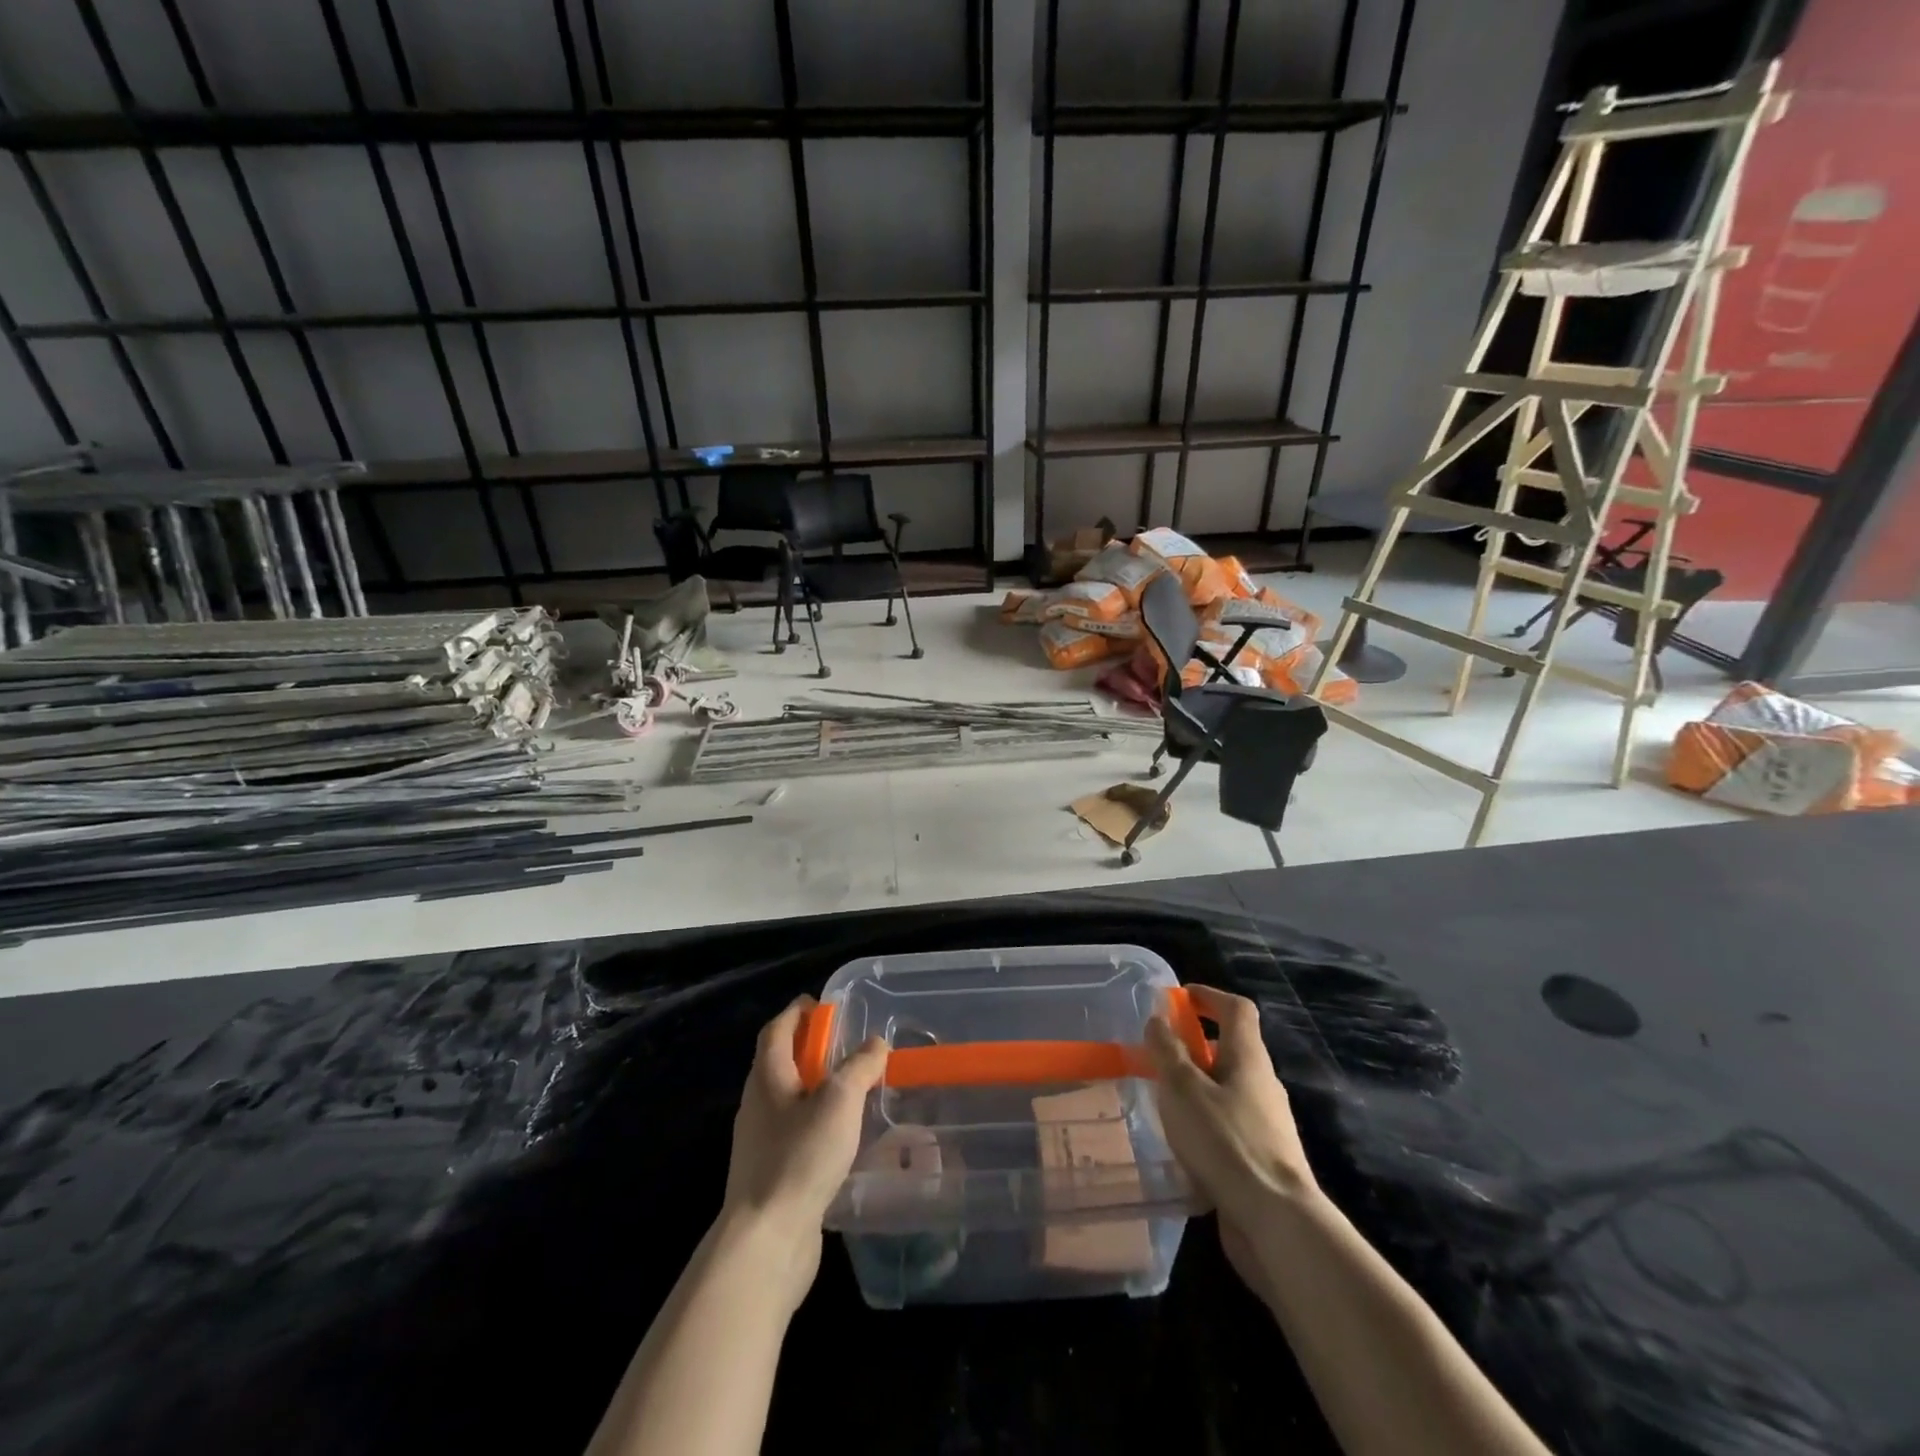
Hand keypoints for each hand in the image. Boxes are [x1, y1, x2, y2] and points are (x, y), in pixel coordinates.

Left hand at [719, 997, 886, 1307]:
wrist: (766, 1241)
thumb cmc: (800, 1157)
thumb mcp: (840, 1101)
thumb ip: (859, 1067)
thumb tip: (874, 1043)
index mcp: (767, 1078)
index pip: (776, 1030)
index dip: (797, 1012)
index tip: (823, 1005)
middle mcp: (757, 1105)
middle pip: (779, 1063)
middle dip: (809, 1049)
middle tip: (846, 1046)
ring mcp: (760, 1144)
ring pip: (788, 1101)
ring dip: (815, 1088)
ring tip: (852, 1090)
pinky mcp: (771, 1175)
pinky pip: (794, 1134)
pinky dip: (816, 1123)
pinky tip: (843, 1138)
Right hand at [1145, 985, 1319, 1296]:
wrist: (1275, 1223)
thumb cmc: (1225, 1142)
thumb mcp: (1182, 1088)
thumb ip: (1167, 1050)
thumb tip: (1158, 1018)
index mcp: (1248, 1058)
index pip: (1236, 1009)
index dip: (1208, 996)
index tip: (1177, 999)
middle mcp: (1263, 1084)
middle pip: (1230, 1049)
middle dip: (1193, 1046)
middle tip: (1156, 1056)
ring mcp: (1266, 1124)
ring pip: (1226, 1090)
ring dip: (1195, 1087)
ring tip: (1160, 1102)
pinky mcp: (1261, 1159)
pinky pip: (1227, 1126)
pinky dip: (1203, 1124)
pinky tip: (1179, 1145)